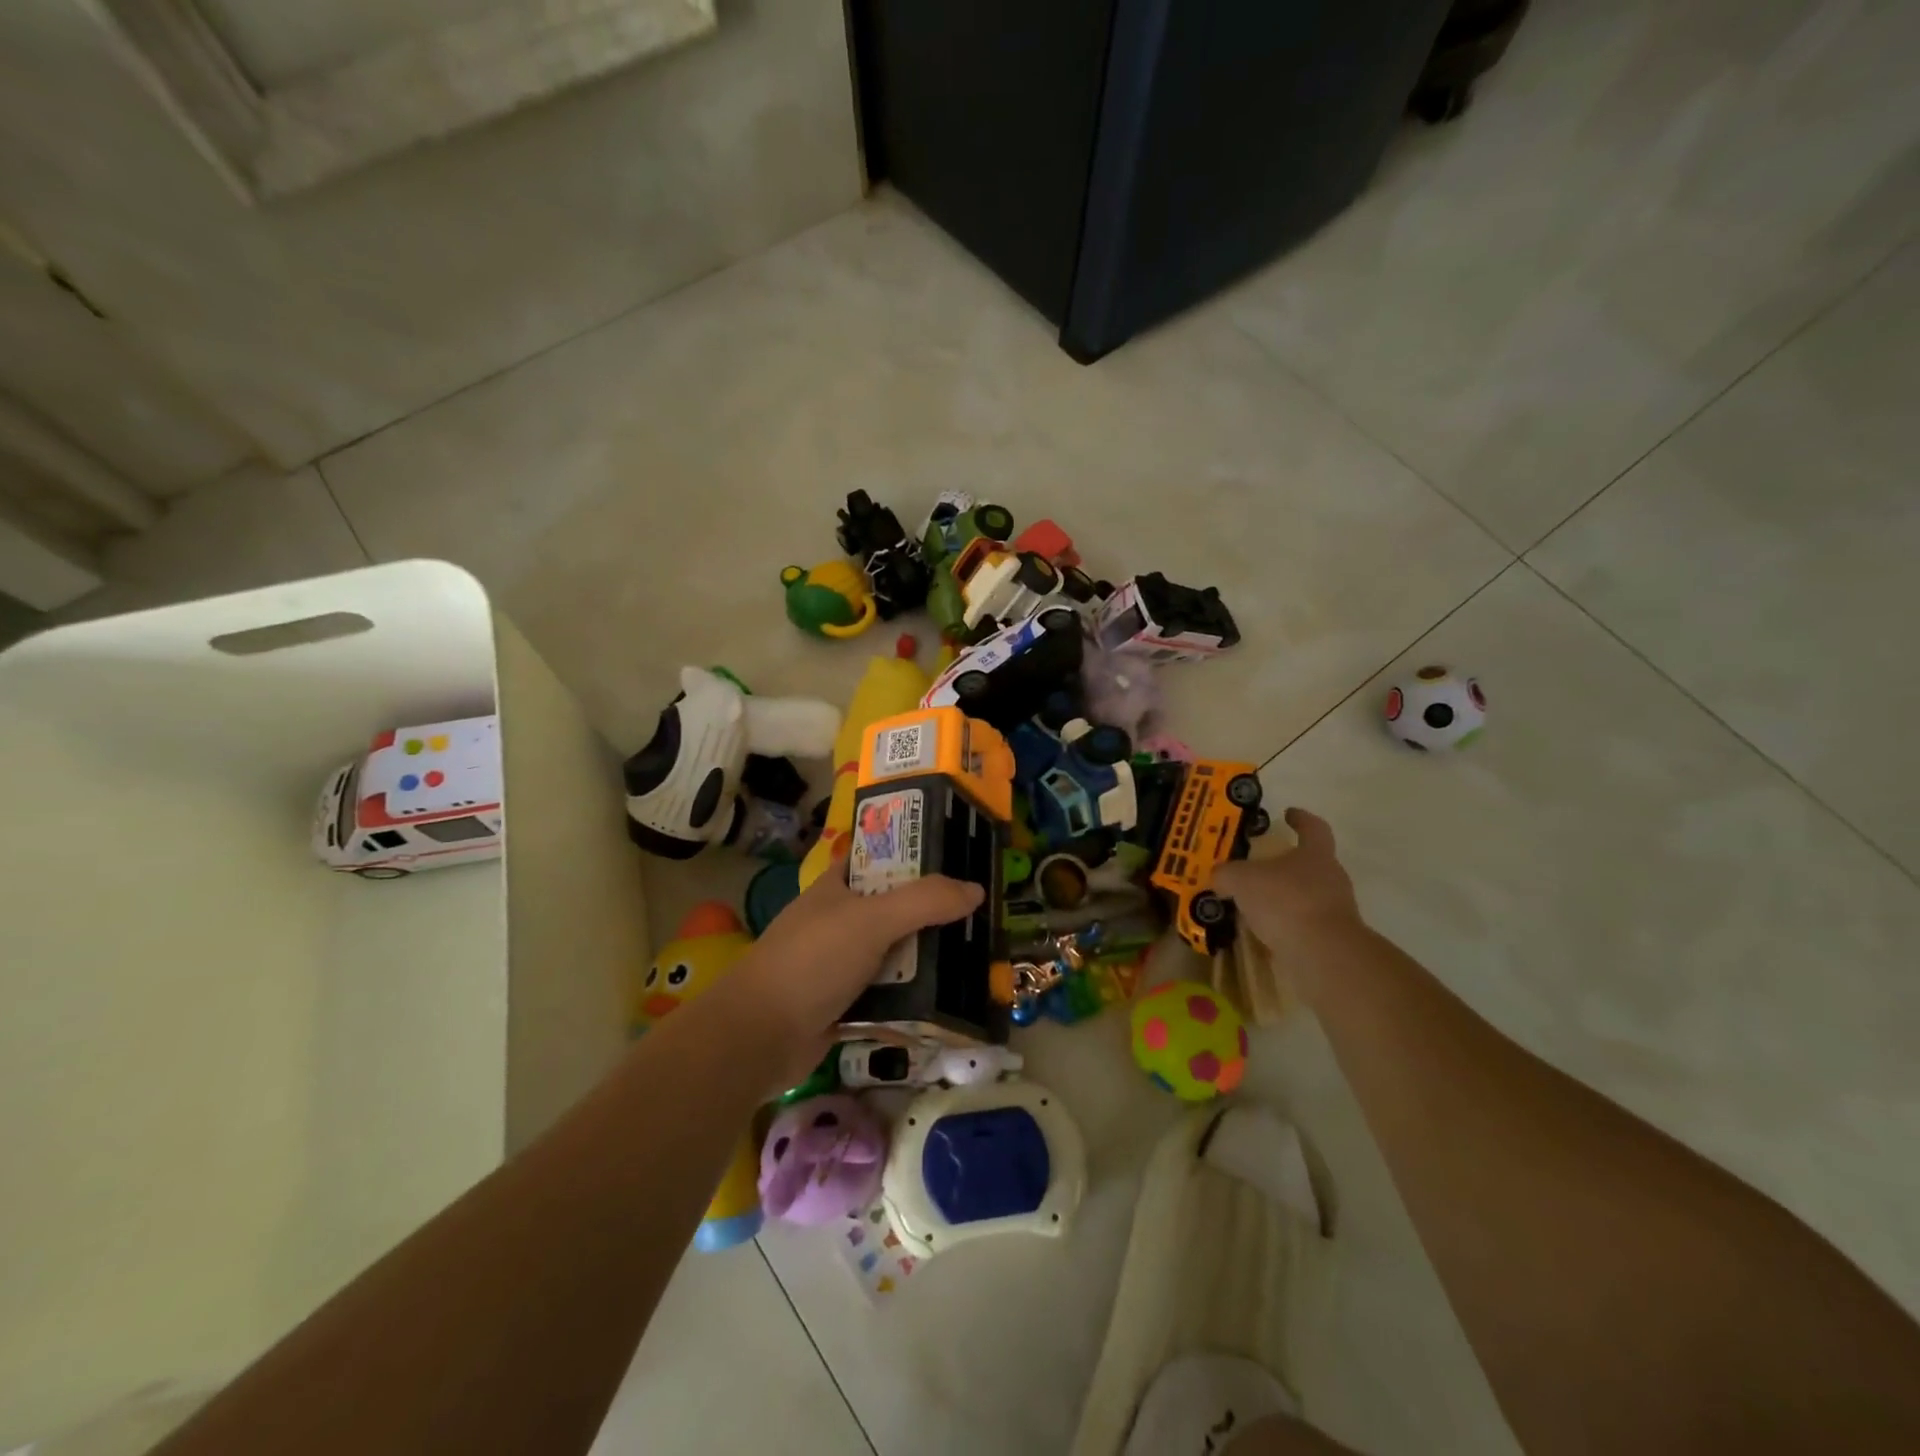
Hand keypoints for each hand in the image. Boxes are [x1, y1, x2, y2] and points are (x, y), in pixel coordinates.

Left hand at [725, 863, 982, 1084]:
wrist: (758, 1038)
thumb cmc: (812, 961)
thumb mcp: (871, 920)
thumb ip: (925, 901)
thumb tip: (976, 889)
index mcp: (837, 887)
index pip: (879, 858)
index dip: (914, 855)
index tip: (958, 859)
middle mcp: (839, 921)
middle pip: (894, 909)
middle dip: (931, 914)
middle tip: (978, 917)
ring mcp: (840, 965)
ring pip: (893, 955)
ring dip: (925, 961)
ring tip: (974, 960)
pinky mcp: (843, 1005)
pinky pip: (887, 997)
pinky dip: (911, 1001)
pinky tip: (946, 1004)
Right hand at [1212, 808, 1362, 983]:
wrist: (1322, 955)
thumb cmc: (1285, 901)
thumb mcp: (1241, 879)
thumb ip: (1227, 874)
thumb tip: (1219, 877)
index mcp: (1315, 854)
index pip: (1313, 827)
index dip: (1301, 819)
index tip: (1288, 813)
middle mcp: (1331, 878)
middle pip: (1310, 863)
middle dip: (1285, 864)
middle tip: (1258, 865)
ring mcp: (1334, 911)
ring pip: (1305, 896)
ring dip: (1282, 898)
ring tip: (1253, 903)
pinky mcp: (1330, 940)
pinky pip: (1302, 925)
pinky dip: (1284, 925)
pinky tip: (1261, 931)